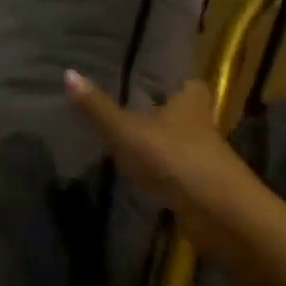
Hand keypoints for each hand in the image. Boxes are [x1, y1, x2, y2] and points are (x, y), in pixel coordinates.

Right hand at [63, 72, 256, 243]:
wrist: (216, 213)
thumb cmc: (173, 158)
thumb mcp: (127, 131)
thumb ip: (98, 108)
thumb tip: (68, 73)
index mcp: (190, 100)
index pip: (185, 82)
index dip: (170, 82)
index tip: (146, 83)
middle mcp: (202, 124)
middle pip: (183, 113)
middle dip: (162, 115)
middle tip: (131, 112)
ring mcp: (204, 158)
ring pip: (180, 144)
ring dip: (160, 146)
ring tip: (129, 144)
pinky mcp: (202, 187)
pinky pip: (177, 172)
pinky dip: (162, 173)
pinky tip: (141, 177)